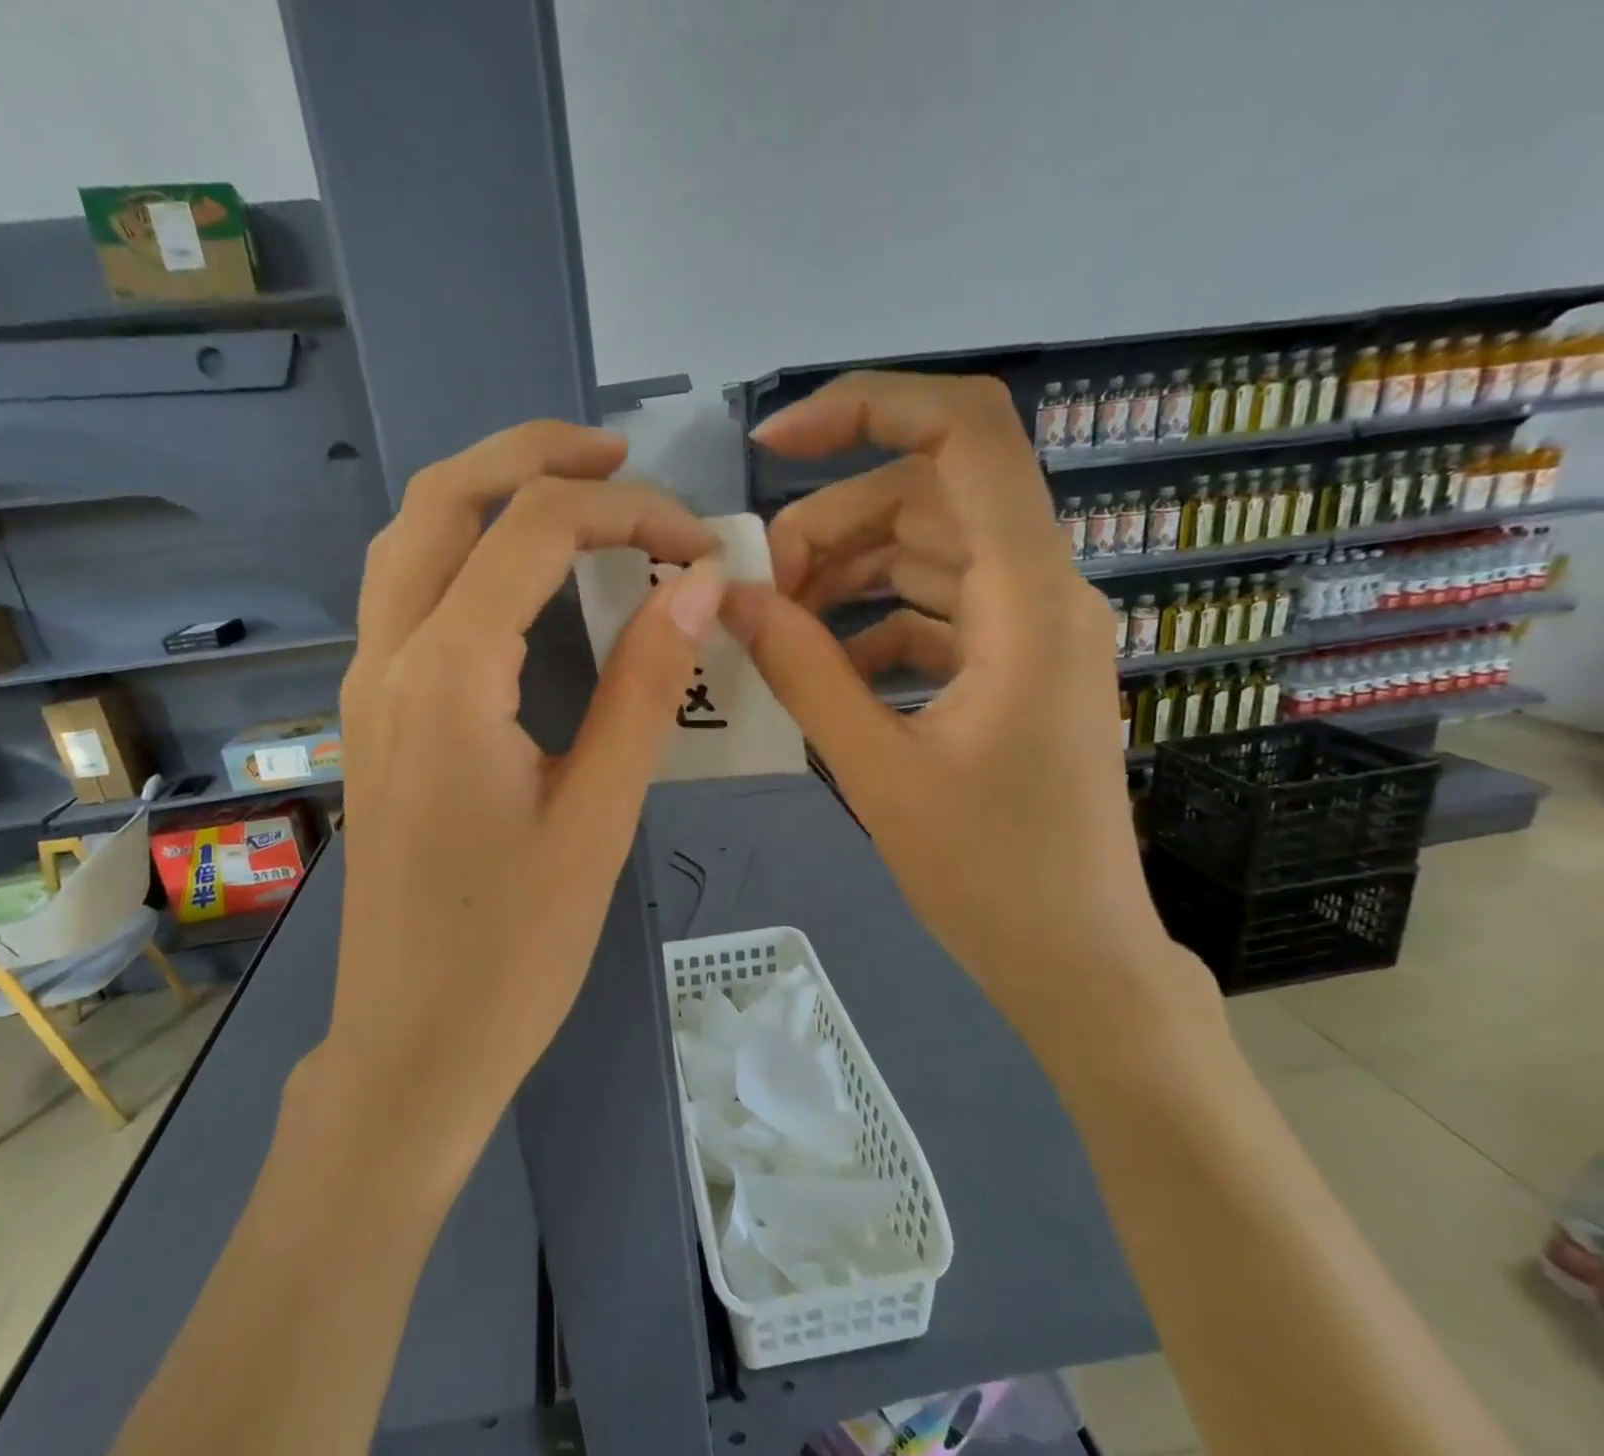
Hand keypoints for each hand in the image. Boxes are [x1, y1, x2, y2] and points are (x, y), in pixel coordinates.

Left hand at [306, 421, 722, 1175]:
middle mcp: (388, 659)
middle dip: (533, 454)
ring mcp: (367, 685)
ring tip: (575, 494)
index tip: (694, 540)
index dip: (624, 510)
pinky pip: (406, 592)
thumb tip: (693, 586)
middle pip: (442, 499)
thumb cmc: (513, 950)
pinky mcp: (374, 716)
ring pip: (409, 539)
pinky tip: (521, 576)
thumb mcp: (598, 817)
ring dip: (488, 493)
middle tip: (620, 456)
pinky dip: (463, 549)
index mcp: (447, 678)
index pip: (531, 530)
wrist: (411, 1044)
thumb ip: (644, 688)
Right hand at [723, 372, 1212, 1055]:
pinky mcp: (1015, 669)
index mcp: (1028, 599)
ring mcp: (1032, 630)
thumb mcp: (877, 768)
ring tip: (782, 623)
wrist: (1076, 960)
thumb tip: (732, 598)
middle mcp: (1043, 592)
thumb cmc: (990, 874)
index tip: (776, 444)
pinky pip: (937, 611)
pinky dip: (876, 623)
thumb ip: (802, 670)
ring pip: (930, 552)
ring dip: (849, 572)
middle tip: (762, 586)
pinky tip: (829, 670)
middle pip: (929, 496)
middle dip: (832, 522)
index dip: (870, 408)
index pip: (967, 434)